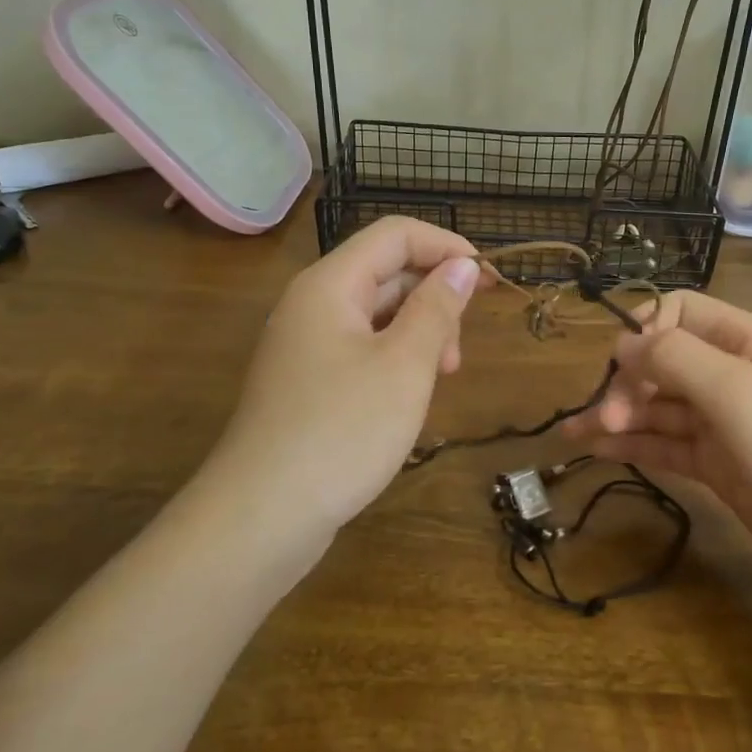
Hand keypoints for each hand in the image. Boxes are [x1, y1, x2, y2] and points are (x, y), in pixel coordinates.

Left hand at [208, 217, 485, 532]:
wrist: (261, 517)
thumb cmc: (342, 431)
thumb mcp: (405, 366)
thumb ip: (437, 308)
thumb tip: (462, 265)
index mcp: (331, 285)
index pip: (396, 235)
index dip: (447, 246)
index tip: (489, 281)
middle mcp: (313, 304)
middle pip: (386, 272)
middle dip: (435, 297)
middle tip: (459, 353)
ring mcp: (307, 344)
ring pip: (377, 313)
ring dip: (419, 332)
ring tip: (442, 377)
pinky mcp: (308, 381)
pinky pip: (362, 348)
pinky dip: (396, 358)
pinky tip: (412, 394)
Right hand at [562, 291, 751, 589]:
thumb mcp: (737, 391)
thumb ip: (675, 358)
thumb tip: (623, 343)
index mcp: (744, 341)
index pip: (679, 312)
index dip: (646, 330)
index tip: (625, 368)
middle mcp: (731, 374)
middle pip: (662, 362)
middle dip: (627, 383)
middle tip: (605, 417)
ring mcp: (724, 422)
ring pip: (659, 407)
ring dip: (619, 416)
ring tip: (575, 434)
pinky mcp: (718, 464)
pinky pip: (667, 444)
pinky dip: (633, 445)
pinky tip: (597, 449)